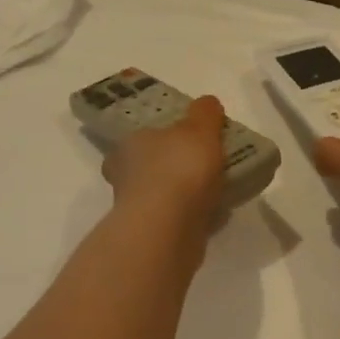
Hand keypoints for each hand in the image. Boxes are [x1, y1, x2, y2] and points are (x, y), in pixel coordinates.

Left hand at [103, 94, 227, 225]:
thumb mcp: (199, 129)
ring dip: (182, 196)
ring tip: (214, 193)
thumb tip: (208, 103)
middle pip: (148, 168)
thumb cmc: (179, 169)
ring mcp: (136, 210)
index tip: (188, 143)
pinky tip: (213, 216)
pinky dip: (191, 217)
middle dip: (171, 169)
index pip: (141, 138)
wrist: (169, 227)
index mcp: (129, 145)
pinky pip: (175, 220)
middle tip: (202, 169)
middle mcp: (125, 176)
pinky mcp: (151, 235)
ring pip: (161, 197)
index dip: (163, 139)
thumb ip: (205, 114)